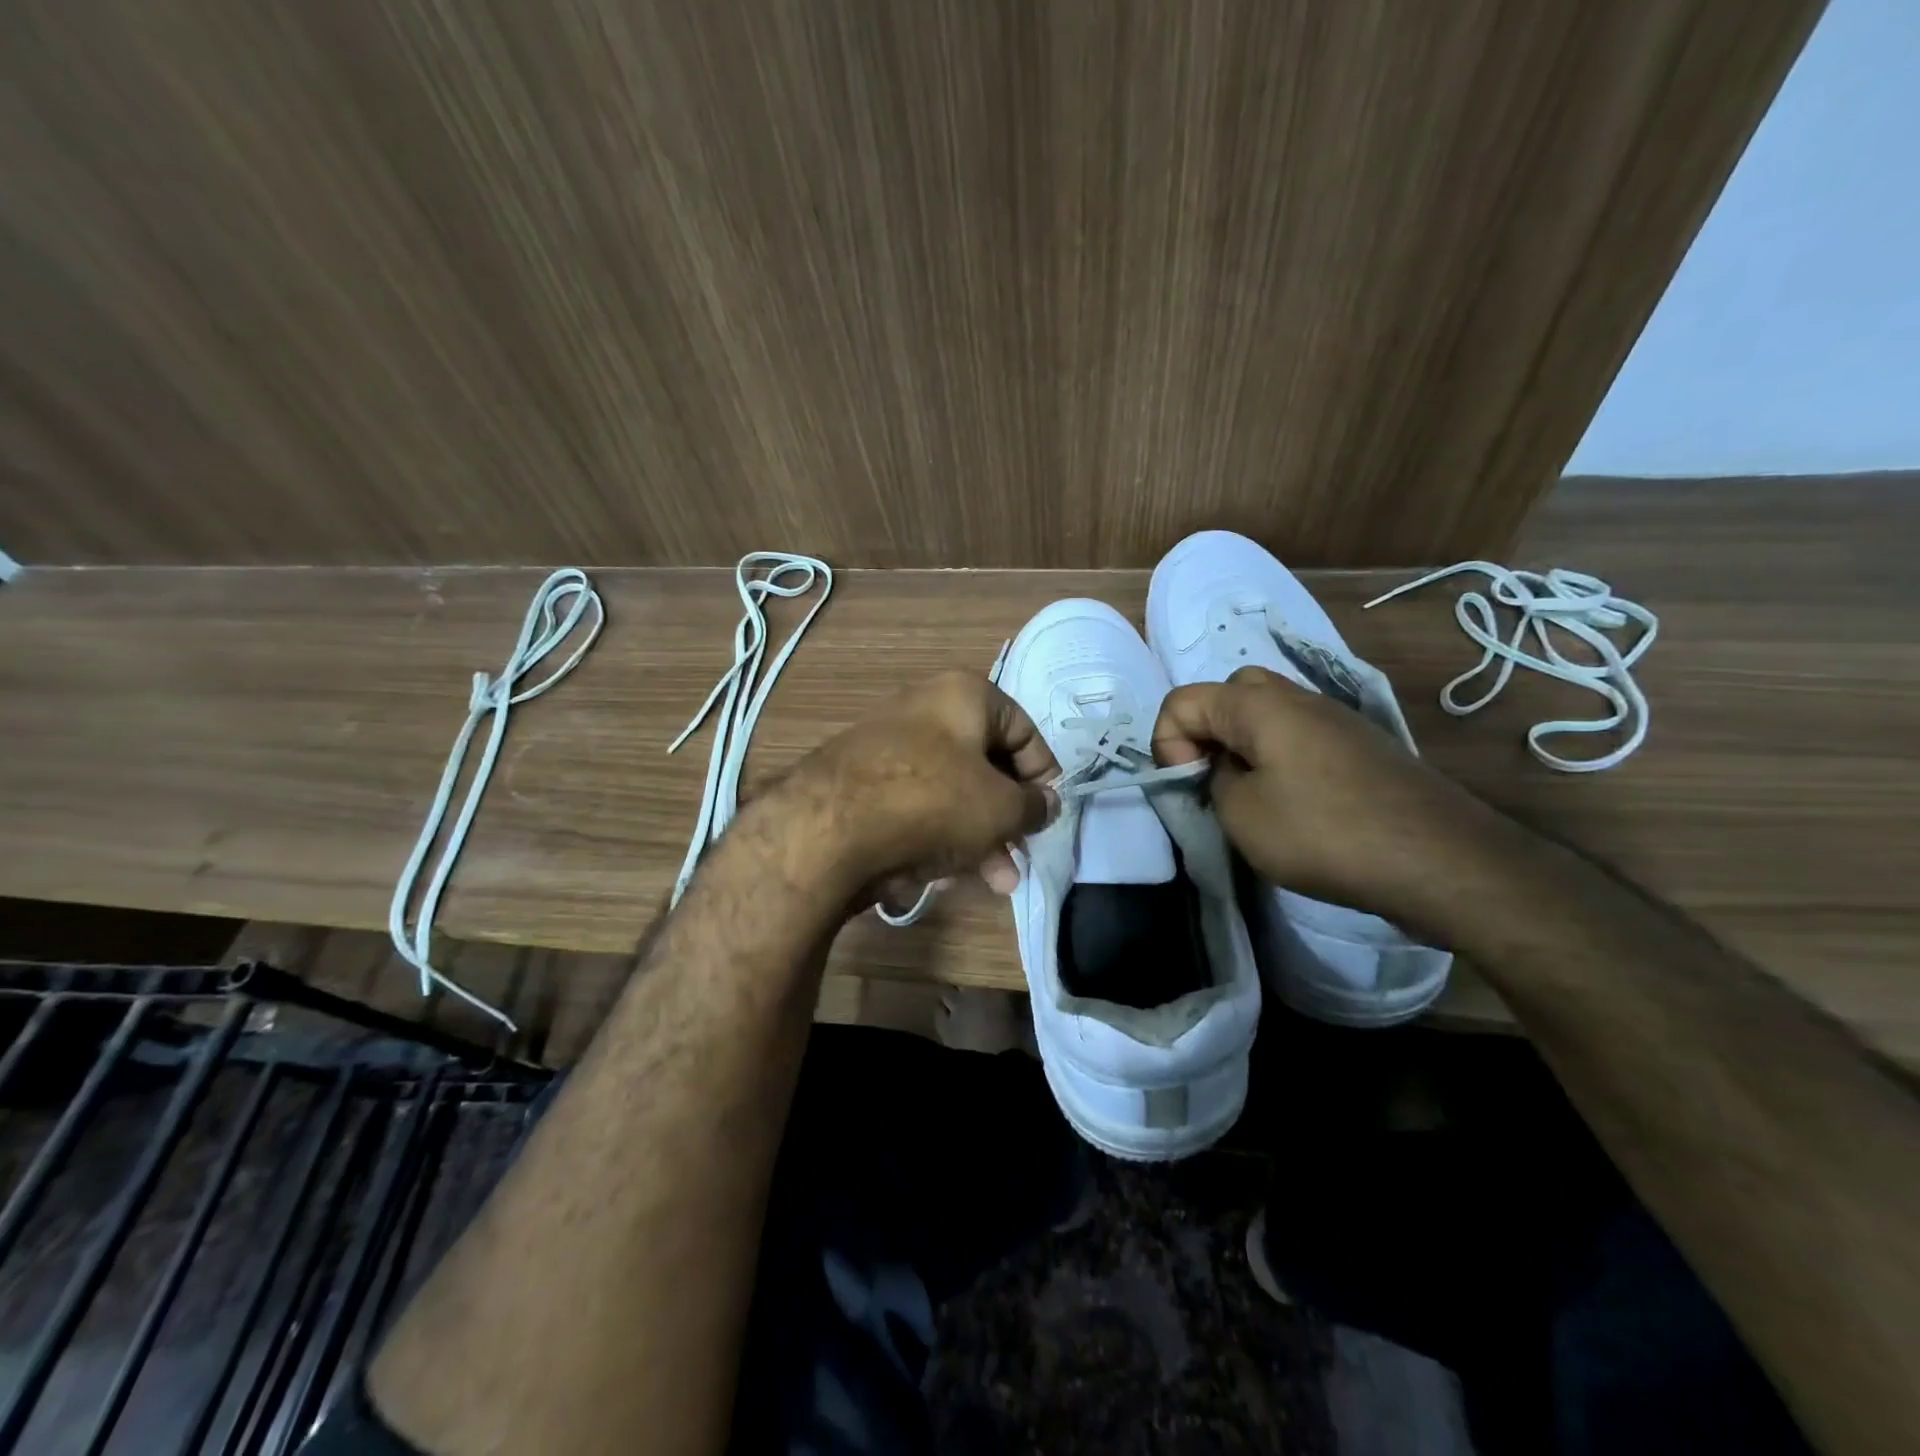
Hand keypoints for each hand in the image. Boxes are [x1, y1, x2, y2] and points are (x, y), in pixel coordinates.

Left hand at [787, 671, 1060, 903]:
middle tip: (1018, 858)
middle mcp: (924, 710)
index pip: (1023, 729)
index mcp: (963, 695)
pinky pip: (913, 808)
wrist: (827, 828)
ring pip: (949, 794)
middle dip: (1006, 820)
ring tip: (993, 883)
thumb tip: (1046, 804)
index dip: (1044, 775)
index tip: (1047, 814)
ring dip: (976, 840)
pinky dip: (932, 838)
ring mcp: (887, 747)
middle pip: (984, 767)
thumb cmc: (934, 801)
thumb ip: (1035, 806)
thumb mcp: (1002, 808)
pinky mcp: (860, 783)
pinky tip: (936, 878)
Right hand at [1152, 666, 1499, 927]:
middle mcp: (1297, 697)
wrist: (1439, 859)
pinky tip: (1296, 804)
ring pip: (1268, 714)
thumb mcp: (1240, 814)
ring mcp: (1336, 719)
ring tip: (1251, 796)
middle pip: (1229, 693)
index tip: (1190, 785)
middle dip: (1207, 732)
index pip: (1182, 700)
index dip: (1168, 744)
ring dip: (1245, 746)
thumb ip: (1213, 781)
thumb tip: (1227, 771)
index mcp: (1259, 705)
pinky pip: (1301, 736)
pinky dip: (1281, 759)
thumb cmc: (1324, 832)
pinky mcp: (1362, 746)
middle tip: (1215, 780)